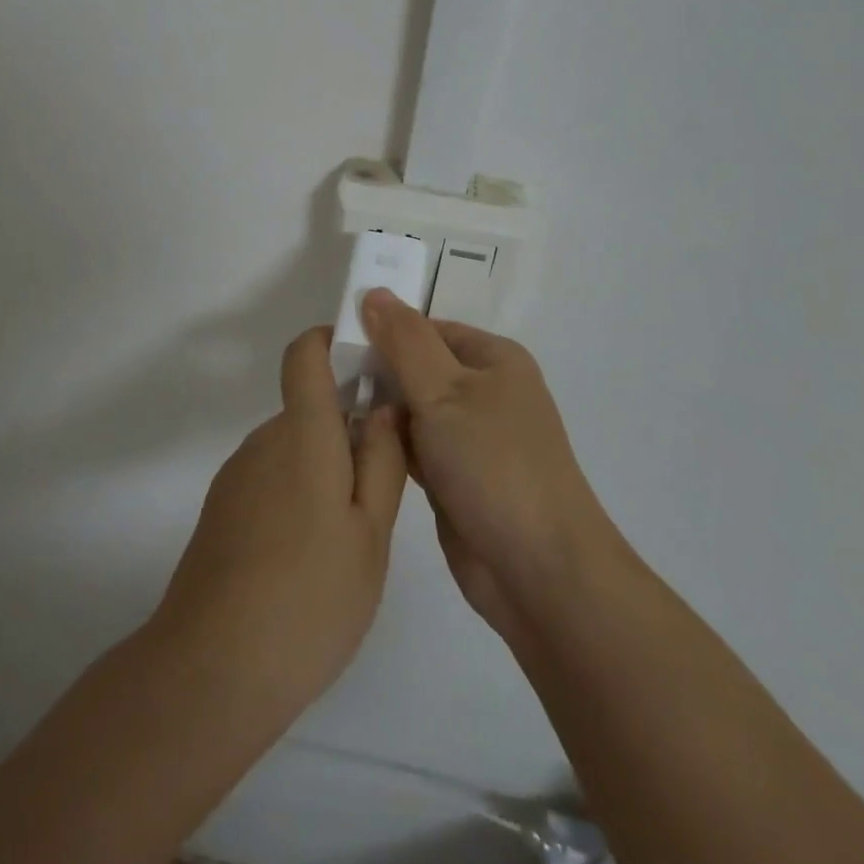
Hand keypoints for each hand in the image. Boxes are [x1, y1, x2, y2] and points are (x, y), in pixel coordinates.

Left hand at [154, 326, 407, 717]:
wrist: (212, 669)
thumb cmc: (310, 597)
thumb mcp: (370, 533)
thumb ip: (382, 461)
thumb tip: (383, 407)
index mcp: (302, 434)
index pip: (305, 354)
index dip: (333, 342)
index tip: (369, 367)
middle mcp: (264, 441)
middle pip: (308, 410)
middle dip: (347, 433)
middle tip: (381, 494)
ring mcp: (237, 477)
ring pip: (292, 450)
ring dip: (324, 472)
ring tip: (349, 542)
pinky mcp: (222, 511)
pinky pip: (271, 481)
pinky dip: (297, 498)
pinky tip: (309, 563)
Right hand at [360, 289, 619, 642]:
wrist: (539, 571)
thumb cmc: (494, 464)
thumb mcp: (444, 391)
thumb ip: (404, 341)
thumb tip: (372, 292)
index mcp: (493, 359)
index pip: (425, 328)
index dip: (382, 331)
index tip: (335, 343)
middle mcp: (485, 392)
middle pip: (417, 367)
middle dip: (377, 372)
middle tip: (325, 380)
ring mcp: (471, 438)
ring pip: (413, 409)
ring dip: (380, 411)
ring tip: (329, 410)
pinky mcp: (456, 477)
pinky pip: (414, 447)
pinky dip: (389, 445)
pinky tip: (352, 446)